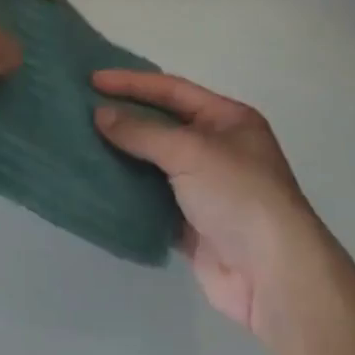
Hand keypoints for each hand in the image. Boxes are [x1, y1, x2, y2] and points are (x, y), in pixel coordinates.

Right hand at [93, 71, 340, 342]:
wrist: (273, 275)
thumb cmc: (238, 195)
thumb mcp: (190, 151)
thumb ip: (142, 132)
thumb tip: (100, 114)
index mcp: (228, 120)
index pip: (173, 90)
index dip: (133, 82)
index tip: (93, 79)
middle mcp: (218, 149)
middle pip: (162, 125)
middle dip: (125, 117)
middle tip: (81, 109)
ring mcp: (206, 189)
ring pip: (155, 164)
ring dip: (123, 155)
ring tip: (81, 143)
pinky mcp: (192, 225)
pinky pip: (153, 200)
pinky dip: (129, 193)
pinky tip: (99, 184)